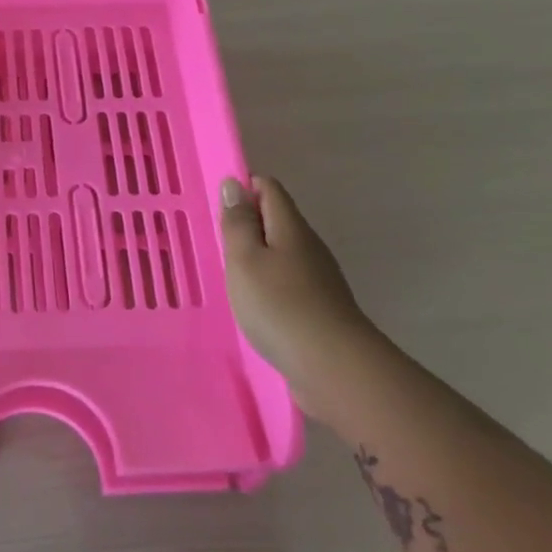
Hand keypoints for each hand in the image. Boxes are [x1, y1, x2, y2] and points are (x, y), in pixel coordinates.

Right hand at [220, 173, 377, 416]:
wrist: (333, 367)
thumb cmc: (278, 305)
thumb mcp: (245, 259)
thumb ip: (238, 222)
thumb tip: (234, 183)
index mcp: (290, 227)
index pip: (269, 188)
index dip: (243, 189)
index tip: (218, 210)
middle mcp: (309, 246)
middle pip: (277, 219)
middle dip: (247, 224)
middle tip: (218, 244)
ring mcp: (319, 278)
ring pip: (283, 251)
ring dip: (257, 256)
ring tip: (230, 275)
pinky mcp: (320, 307)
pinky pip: (288, 280)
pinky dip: (268, 283)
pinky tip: (254, 303)